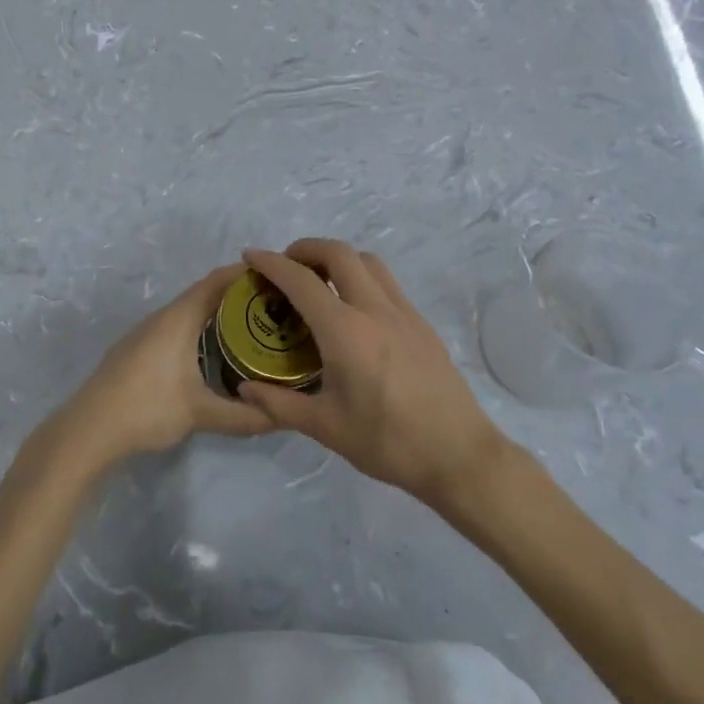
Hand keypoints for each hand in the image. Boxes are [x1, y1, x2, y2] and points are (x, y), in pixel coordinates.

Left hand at [36, 263, 275, 477]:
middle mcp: (162, 317)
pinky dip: (198, 328)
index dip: (245, 273)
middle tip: (272, 306)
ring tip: (249, 327)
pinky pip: (175, 326)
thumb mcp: (200, 414)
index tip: (276, 275)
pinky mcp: (136, 349)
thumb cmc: (147, 409)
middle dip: (237, 295)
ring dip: (216, 313)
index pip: (217, 281)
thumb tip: (283, 418)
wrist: (89, 429)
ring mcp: (145, 332)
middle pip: (204, 293)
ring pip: (187, 311)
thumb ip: (243, 416)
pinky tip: (210, 351)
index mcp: (178, 318)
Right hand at [240, 240, 520, 502]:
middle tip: (286, 265)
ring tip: (319, 281)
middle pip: (339, 253)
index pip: (301, 281)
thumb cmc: (387, 442)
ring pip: (368, 262)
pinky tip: (353, 310)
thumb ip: (279, 404)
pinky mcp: (422, 325)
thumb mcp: (325, 427)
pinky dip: (361, 278)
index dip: (272, 263)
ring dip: (338, 258)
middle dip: (307, 248)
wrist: (459, 455)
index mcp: (345, 331)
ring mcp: (404, 313)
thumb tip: (244, 388)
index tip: (251, 256)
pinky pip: (387, 283)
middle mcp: (375, 310)